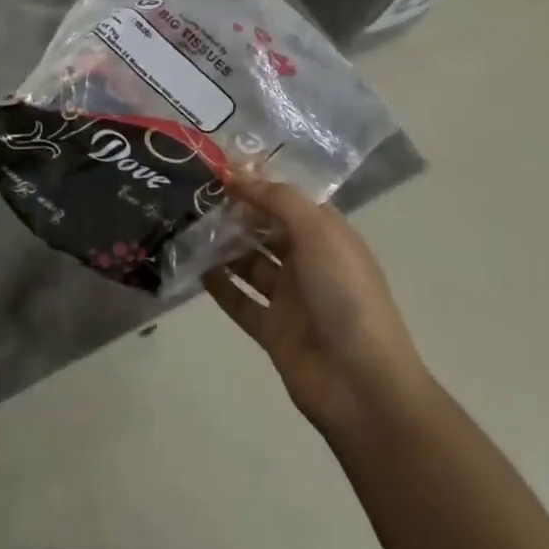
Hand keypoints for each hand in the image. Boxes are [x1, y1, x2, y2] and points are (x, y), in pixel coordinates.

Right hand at [202, 174, 430, 438]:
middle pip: (265, 228)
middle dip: (235, 210)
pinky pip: (239, 300)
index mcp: (327, 235)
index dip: (259, 180)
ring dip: (222, 244)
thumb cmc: (346, 296)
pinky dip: (218, 285)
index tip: (220, 163)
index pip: (289, 198)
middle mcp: (308, 261)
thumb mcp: (319, 233)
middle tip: (194, 191)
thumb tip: (238, 173)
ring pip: (249, 262)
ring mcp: (289, 297)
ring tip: (186, 224)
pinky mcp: (271, 329)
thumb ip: (278, 199)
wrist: (362, 385)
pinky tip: (193, 266)